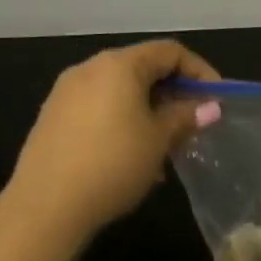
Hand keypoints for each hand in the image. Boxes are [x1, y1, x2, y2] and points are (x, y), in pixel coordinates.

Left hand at [2, 39, 222, 242]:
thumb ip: (185, 117)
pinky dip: (122, 122)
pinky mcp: (52, 118)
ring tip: (164, 148)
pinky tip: (131, 158)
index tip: (215, 100)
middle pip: (143, 69)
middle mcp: (90, 69)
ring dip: (149, 112)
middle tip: (192, 125)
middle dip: (173, 95)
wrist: (44, 208)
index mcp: (119, 65)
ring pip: (121, 92)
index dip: (199, 71)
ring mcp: (66, 93)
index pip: (170, 52)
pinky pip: (98, 108)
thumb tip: (209, 107)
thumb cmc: (113, 164)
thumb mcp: (159, 140)